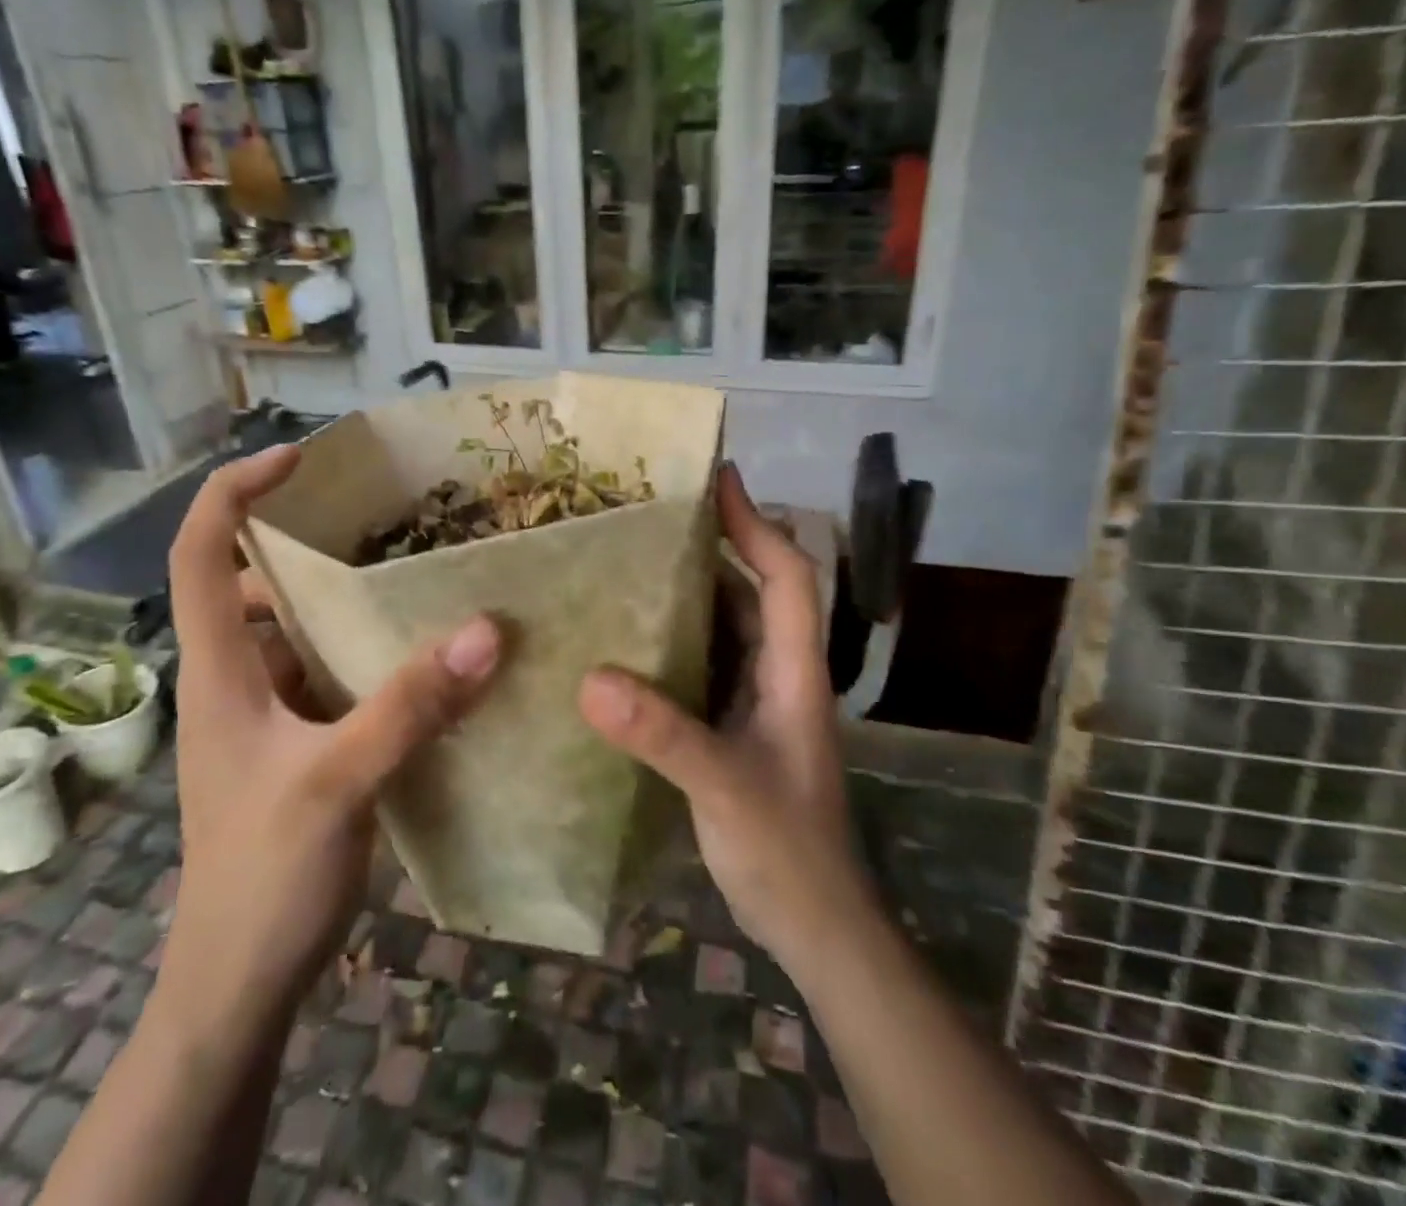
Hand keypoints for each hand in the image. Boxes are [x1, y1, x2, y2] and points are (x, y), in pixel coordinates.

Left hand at [157, 446, 503, 1039]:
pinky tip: (422, 656)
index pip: (198, 553)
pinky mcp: (298, 746)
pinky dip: (368, 652)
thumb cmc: (262, 877)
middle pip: (254, 584)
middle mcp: (236, 680)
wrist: (238, 984)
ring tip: (415, 574)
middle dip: (309, 542)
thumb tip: (486, 630)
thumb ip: (409, 706)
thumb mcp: (337, 784)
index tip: (297, 459)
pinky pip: (330, 674)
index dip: (234, 492)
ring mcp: (266, 716)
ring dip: (346, 600)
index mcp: (218, 671)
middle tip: (385, 517)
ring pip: (298, 631)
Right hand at [577, 464, 867, 969]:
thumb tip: (590, 678)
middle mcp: (778, 673)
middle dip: (715, 545)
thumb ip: (663, 734)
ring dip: (689, 592)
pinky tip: (627, 640)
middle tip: (652, 517)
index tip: (718, 479)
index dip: (756, 523)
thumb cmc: (786, 852)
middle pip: (754, 589)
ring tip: (630, 563)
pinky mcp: (734, 726)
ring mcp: (758, 701)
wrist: (815, 926)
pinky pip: (704, 664)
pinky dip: (674, 641)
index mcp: (793, 671)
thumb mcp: (724, 788)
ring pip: (726, 626)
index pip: (786, 576)